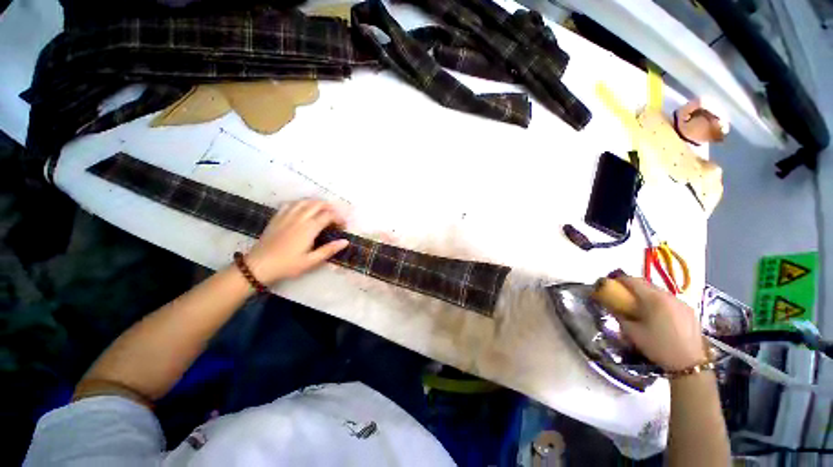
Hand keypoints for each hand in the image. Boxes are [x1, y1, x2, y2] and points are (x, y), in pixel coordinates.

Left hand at [244, 199, 348, 283]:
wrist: (259, 265)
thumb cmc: (287, 265)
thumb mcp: (311, 261)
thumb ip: (329, 250)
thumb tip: (345, 241)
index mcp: (309, 228)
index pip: (328, 215)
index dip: (338, 218)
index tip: (343, 226)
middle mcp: (299, 218)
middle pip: (317, 204)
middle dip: (330, 207)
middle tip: (335, 217)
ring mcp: (286, 216)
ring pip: (304, 201)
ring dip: (316, 203)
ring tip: (323, 210)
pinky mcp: (277, 217)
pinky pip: (291, 204)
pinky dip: (301, 203)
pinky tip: (303, 208)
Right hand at [613, 276, 706, 371]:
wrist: (690, 364)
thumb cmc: (658, 346)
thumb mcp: (632, 332)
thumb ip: (620, 316)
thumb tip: (611, 306)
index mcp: (653, 299)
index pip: (633, 281)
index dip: (620, 279)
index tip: (611, 283)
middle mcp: (668, 296)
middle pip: (647, 284)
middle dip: (633, 286)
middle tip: (623, 294)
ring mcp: (681, 302)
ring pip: (659, 291)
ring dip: (647, 294)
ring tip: (640, 305)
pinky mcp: (689, 310)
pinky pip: (669, 300)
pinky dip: (659, 302)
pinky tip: (657, 315)